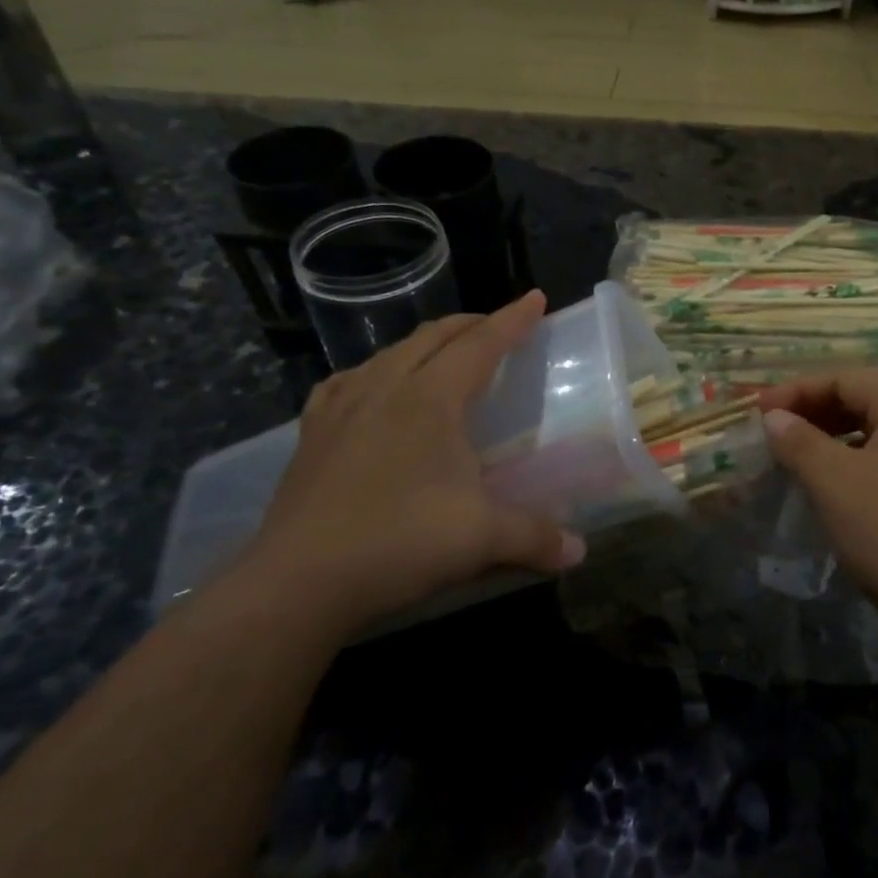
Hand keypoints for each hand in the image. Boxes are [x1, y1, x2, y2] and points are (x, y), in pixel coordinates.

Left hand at [226, 291, 584, 637]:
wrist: (299, 580)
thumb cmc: (400, 542)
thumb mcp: (482, 538)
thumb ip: (536, 537)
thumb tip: (579, 552)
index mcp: (431, 399)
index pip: (481, 344)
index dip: (512, 320)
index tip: (535, 298)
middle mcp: (386, 388)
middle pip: (434, 337)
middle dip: (471, 325)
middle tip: (497, 328)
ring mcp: (342, 408)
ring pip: (390, 353)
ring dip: (425, 344)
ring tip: (442, 355)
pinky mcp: (312, 434)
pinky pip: (347, 381)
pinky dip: (373, 372)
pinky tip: (372, 387)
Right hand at [758, 371, 877, 629]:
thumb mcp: (835, 481)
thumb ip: (800, 442)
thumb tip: (774, 417)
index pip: (847, 378)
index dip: (798, 390)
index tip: (758, 410)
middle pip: (865, 402)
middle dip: (815, 412)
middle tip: (774, 432)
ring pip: (877, 435)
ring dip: (833, 440)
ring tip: (796, 459)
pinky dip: (855, 465)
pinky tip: (833, 490)